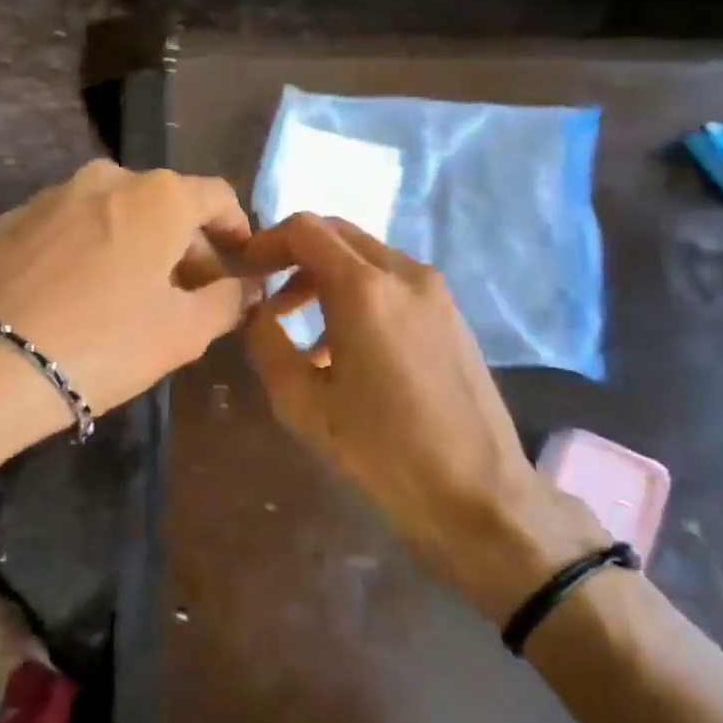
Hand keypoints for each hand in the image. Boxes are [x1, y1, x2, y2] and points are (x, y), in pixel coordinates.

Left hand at [0, 160, 255, 420]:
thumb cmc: (104, 343)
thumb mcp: (183, 332)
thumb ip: (228, 301)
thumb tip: (249, 286)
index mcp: (158, 196)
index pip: (217, 196)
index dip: (237, 228)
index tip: (240, 262)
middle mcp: (108, 178)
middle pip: (165, 204)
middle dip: (187, 245)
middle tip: (191, 293)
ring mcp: (54, 195)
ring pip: (116, 213)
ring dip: (138, 245)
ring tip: (135, 296)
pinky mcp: (12, 219)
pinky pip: (72, 226)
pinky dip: (92, 249)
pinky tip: (81, 295)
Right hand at [242, 214, 609, 622]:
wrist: (478, 493)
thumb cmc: (383, 451)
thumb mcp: (303, 404)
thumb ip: (267, 343)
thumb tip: (255, 311)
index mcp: (365, 288)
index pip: (305, 229)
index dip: (266, 242)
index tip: (244, 271)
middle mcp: (404, 272)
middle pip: (338, 234)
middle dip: (295, 256)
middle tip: (268, 295)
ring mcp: (435, 290)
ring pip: (366, 257)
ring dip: (327, 277)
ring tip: (302, 332)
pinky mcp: (452, 312)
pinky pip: (394, 282)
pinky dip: (360, 293)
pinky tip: (348, 347)